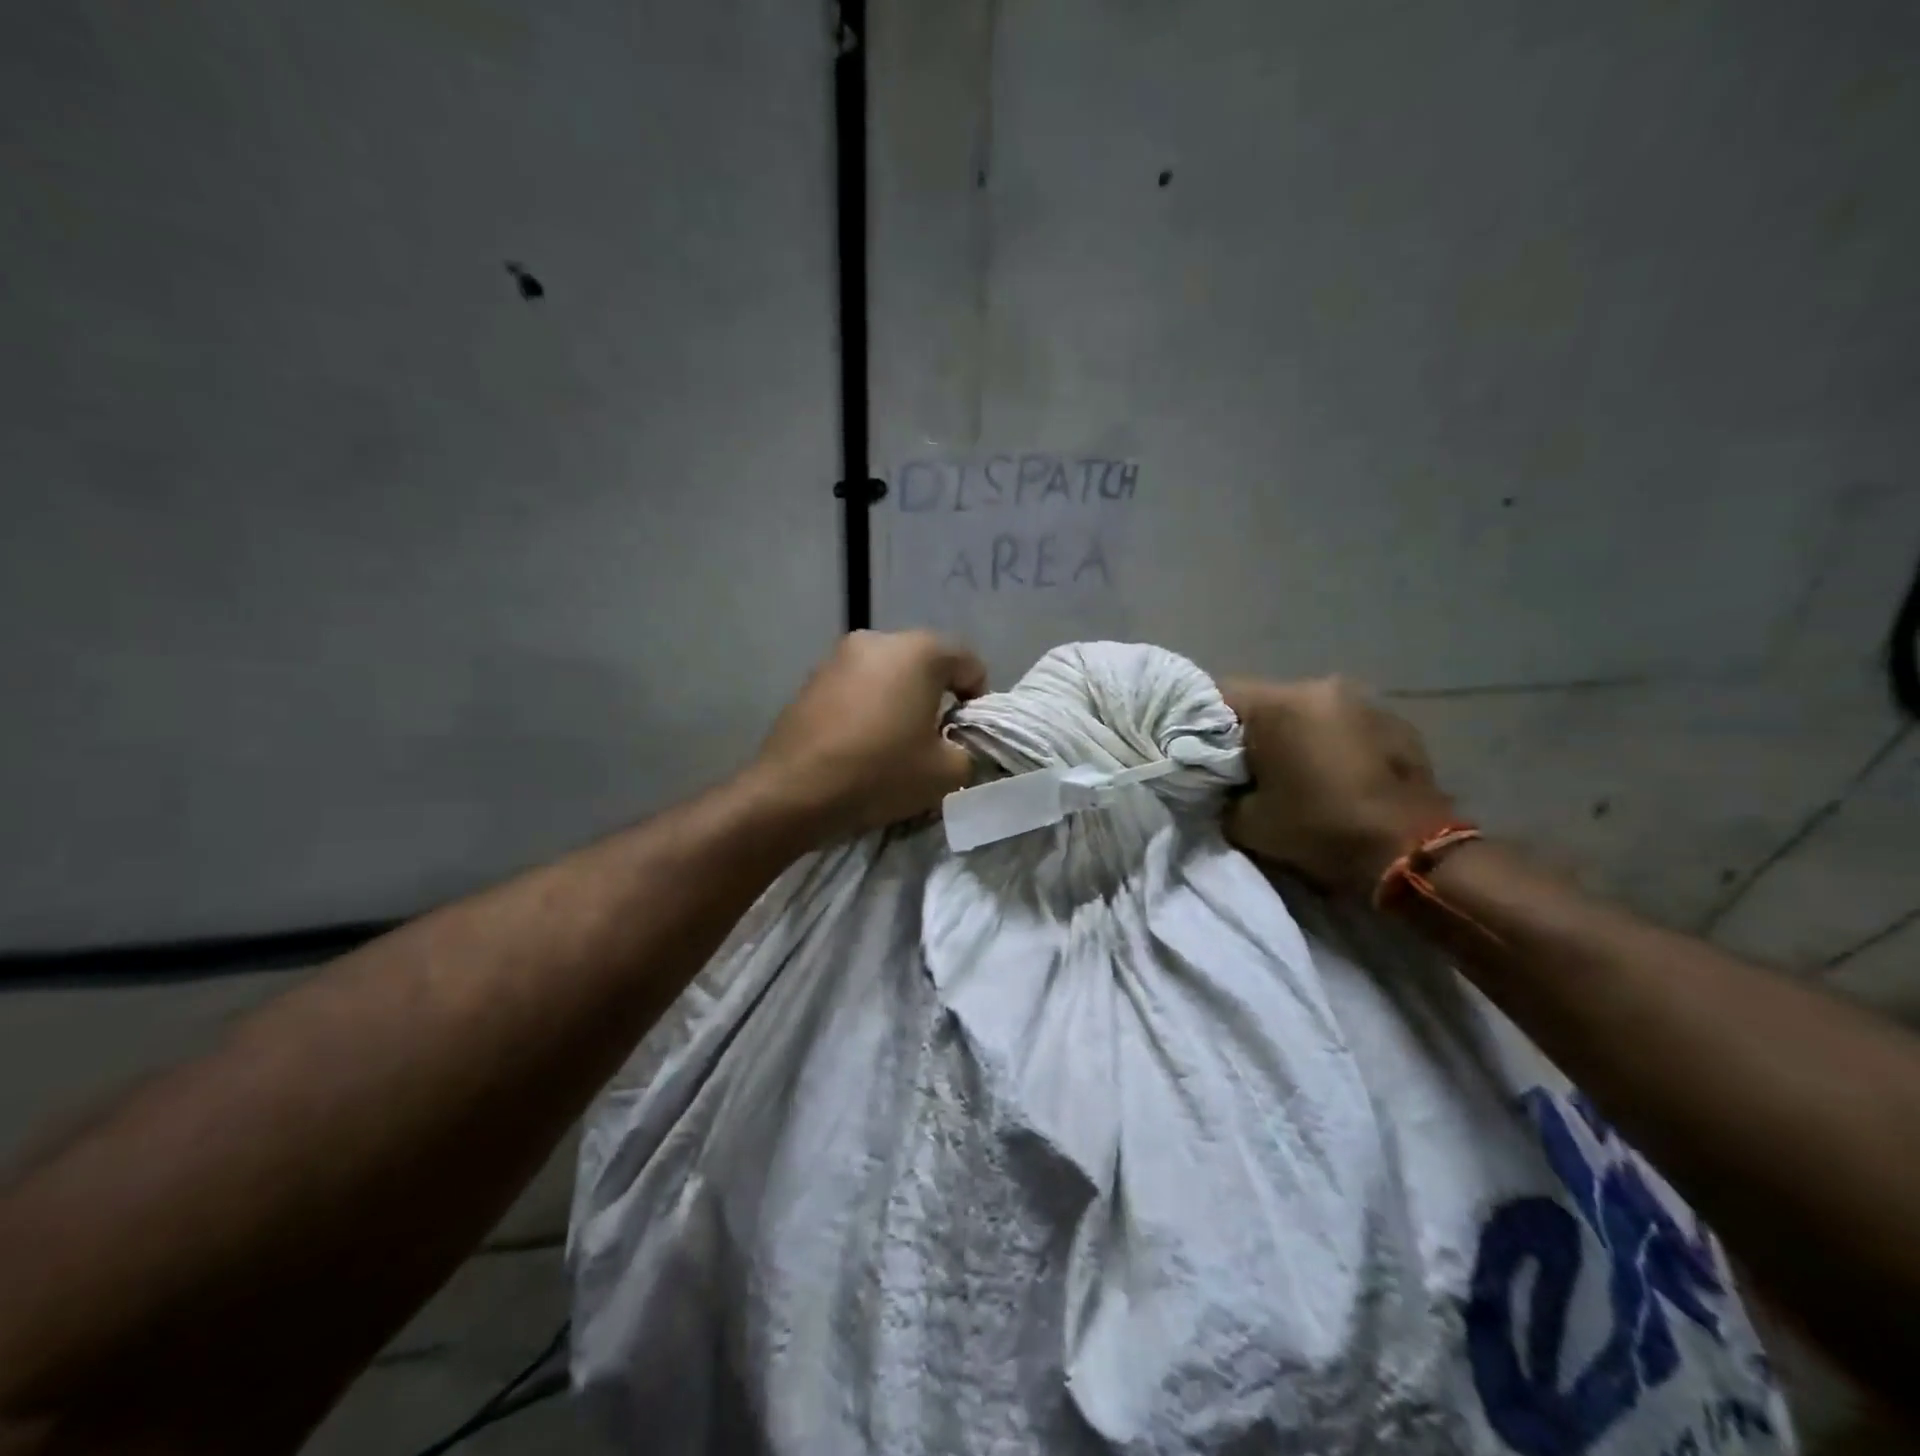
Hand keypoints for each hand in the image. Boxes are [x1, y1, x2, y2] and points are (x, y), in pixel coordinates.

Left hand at [751, 630, 988, 840]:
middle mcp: (878, 640)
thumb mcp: (946, 773)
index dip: (978, 699)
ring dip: (900, 700)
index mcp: (919, 651)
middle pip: (925, 663)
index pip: (968, 662)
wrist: (793, 792)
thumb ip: (967, 752)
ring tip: (895, 742)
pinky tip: (861, 743)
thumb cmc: (880, 772)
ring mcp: (838, 657)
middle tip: (934, 739)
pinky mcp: (810, 679)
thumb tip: (955, 746)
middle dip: (936, 697)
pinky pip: (856, 687)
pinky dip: (868, 707)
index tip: (967, 735)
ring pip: (887, 674)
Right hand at [1221, 676, 1457, 895]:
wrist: (1412, 853)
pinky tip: (1331, 772)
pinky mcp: (1393, 719)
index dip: (1199, 723)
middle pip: (1264, 700)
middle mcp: (1320, 686)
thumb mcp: (1246, 821)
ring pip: (1304, 709)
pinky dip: (1327, 739)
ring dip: (1291, 732)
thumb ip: (1219, 792)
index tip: (1197, 753)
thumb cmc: (1320, 830)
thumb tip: (1215, 782)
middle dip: (1248, 729)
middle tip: (1240, 767)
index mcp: (1279, 704)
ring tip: (1289, 770)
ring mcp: (1362, 699)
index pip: (1216, 695)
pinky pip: (1340, 721)